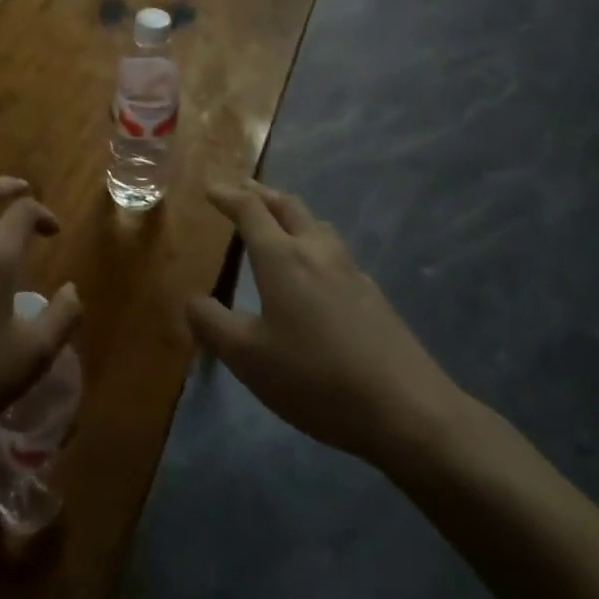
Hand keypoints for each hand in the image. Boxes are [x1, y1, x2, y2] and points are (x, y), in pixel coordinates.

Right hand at [186, 183, 470, 480]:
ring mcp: (350, 270)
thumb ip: (212, 324)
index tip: (209, 188)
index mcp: (282, 257)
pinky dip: (312, 242)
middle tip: (240, 190)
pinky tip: (313, 271)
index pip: (250, 209)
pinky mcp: (372, 294)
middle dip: (260, 193)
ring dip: (289, 214)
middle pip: (287, 205)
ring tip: (275, 222)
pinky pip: (333, 251)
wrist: (407, 409)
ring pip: (315, 225)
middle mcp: (316, 251)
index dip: (227, 195)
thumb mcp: (248, 359)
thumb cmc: (316, 379)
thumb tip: (191, 299)